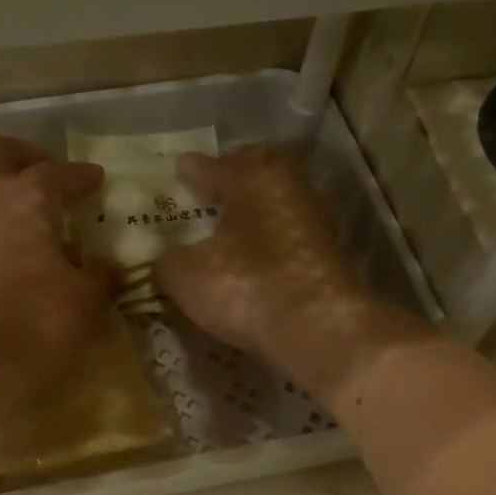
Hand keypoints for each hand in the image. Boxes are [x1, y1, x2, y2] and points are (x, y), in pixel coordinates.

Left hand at [0, 136, 113, 408]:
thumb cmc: (32, 324)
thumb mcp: (85, 305)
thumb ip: (100, 278)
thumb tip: (107, 267)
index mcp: (26, 199)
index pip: (58, 172)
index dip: (80, 176)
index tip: (95, 181)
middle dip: (24, 158)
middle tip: (46, 179)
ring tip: (23, 237)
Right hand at [155, 148, 417, 396]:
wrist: (317, 328)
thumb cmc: (244, 286)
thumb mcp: (186, 276)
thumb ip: (168, 262)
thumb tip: (164, 261)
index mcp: (252, 177)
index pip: (214, 166)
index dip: (193, 171)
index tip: (180, 168)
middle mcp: (289, 186)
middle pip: (258, 172)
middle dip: (235, 178)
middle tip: (214, 187)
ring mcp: (316, 219)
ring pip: (279, 203)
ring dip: (257, 211)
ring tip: (234, 225)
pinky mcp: (331, 254)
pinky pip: (292, 235)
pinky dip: (273, 241)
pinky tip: (259, 256)